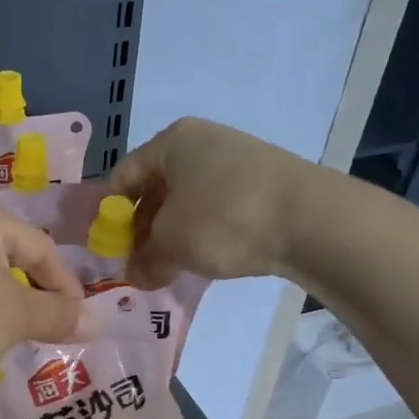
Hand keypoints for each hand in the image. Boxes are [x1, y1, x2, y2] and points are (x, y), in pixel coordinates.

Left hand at [0, 195, 84, 395]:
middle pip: (9, 257)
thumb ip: (59, 315)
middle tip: (51, 329)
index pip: (39, 247)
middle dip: (34, 295)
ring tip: (16, 336)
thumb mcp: (15, 317)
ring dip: (5, 304)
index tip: (80, 321)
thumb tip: (97, 322)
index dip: (66, 286)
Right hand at [108, 117, 313, 287]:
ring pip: (186, 202)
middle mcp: (201, 143)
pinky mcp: (260, 185)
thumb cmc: (223, 219)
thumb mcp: (171, 244)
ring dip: (171, 236)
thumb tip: (136, 275)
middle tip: (137, 265)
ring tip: (167, 269)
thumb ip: (144, 260)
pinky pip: (215, 210)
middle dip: (141, 230)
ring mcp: (235, 162)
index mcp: (172, 142)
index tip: (108, 250)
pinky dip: (202, 234)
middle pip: (155, 189)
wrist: (311, 220)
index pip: (122, 177)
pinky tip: (202, 260)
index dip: (110, 215)